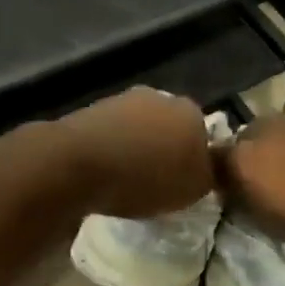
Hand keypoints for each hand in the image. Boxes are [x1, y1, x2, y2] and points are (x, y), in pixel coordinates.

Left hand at [59, 88, 214, 219]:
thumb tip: (204, 167)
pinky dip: (109, 150)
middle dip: (164, 150)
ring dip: (134, 148)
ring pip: (137, 129)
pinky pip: (109, 135)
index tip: (183, 183)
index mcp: (190, 111)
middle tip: (156, 182)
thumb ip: (208, 174)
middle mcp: (158, 97)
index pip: (202, 135)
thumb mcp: (193, 189)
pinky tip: (103, 171)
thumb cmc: (144, 177)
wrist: (77, 163)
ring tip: (125, 180)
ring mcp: (120, 100)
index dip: (194, 161)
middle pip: (168, 127)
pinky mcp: (89, 111)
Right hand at [218, 114, 284, 238]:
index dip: (225, 167)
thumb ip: (230, 182)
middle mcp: (273, 122)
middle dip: (255, 153)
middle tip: (261, 179)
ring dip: (284, 151)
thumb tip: (219, 172)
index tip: (230, 184)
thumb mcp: (250, 203)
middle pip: (254, 137)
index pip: (223, 148)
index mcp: (247, 137)